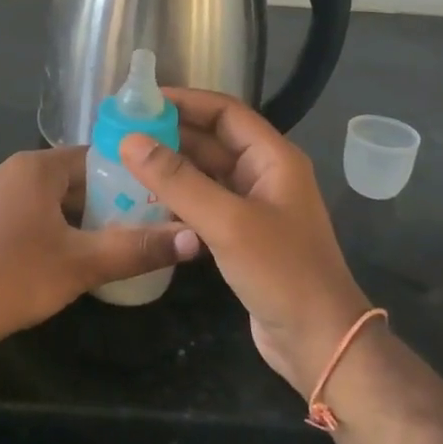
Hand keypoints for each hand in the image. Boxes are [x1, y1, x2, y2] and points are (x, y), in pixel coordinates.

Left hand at [0, 146, 196, 353]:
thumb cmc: (16, 276)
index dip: (129, 176)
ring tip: (115, 242)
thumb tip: (195, 238)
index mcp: (37, 166)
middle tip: (143, 225)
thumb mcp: (83, 263)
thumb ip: (138, 248)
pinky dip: (55, 227)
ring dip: (81, 217)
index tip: (156, 198)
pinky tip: (71, 256)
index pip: (95, 156)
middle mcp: (13, 170)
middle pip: (74, 178)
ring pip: (52, 198)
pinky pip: (31, 213)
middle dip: (107, 200)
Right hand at [120, 90, 369, 396]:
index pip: (226, 112)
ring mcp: (253, 206)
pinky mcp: (242, 235)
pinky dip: (177, 199)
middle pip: (213, 140)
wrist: (318, 343)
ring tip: (125, 162)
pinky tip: (145, 202)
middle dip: (171, 134)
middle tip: (124, 132)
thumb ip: (178, 180)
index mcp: (273, 158)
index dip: (186, 101)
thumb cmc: (280, 272)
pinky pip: (205, 204)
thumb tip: (130, 140)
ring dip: (171, 167)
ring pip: (206, 174)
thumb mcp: (227, 221)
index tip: (142, 100)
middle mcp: (264, 174)